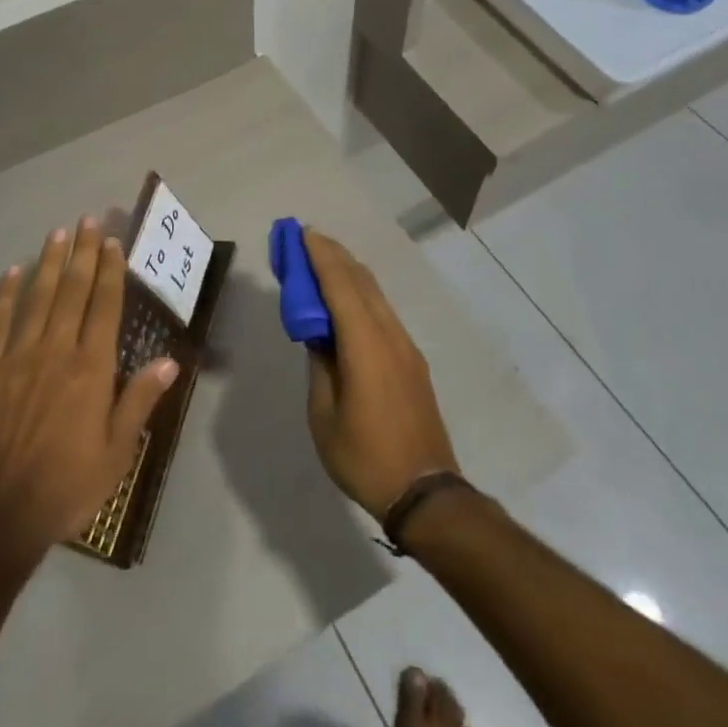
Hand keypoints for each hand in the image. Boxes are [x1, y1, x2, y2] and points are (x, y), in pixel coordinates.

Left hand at [0, 218, 178, 558]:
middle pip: (72, 290)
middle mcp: (56, 350)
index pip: (104, 305)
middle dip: (81, 252)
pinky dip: (5, 294)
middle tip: (87, 219)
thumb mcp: (116, 454)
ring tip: (57, 233)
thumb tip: (169, 360)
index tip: (112, 241)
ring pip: (37, 297)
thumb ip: (139, 401)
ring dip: (48, 262)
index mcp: (91, 368)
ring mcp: (17, 356)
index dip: (109, 270)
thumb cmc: (65, 487)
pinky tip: (12, 272)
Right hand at [303, 229, 459, 519]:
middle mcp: (390, 335)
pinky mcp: (412, 360)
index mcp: (365, 346)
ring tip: (321, 264)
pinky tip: (345, 301)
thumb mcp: (324, 414)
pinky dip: (360, 294)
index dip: (320, 256)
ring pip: (375, 294)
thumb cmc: (365, 457)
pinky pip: (382, 312)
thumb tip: (317, 335)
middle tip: (306, 241)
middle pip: (361, 281)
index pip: (341, 286)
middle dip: (333, 255)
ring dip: (347, 273)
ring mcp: (406, 346)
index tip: (302, 233)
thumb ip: (319, 365)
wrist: (426, 493)